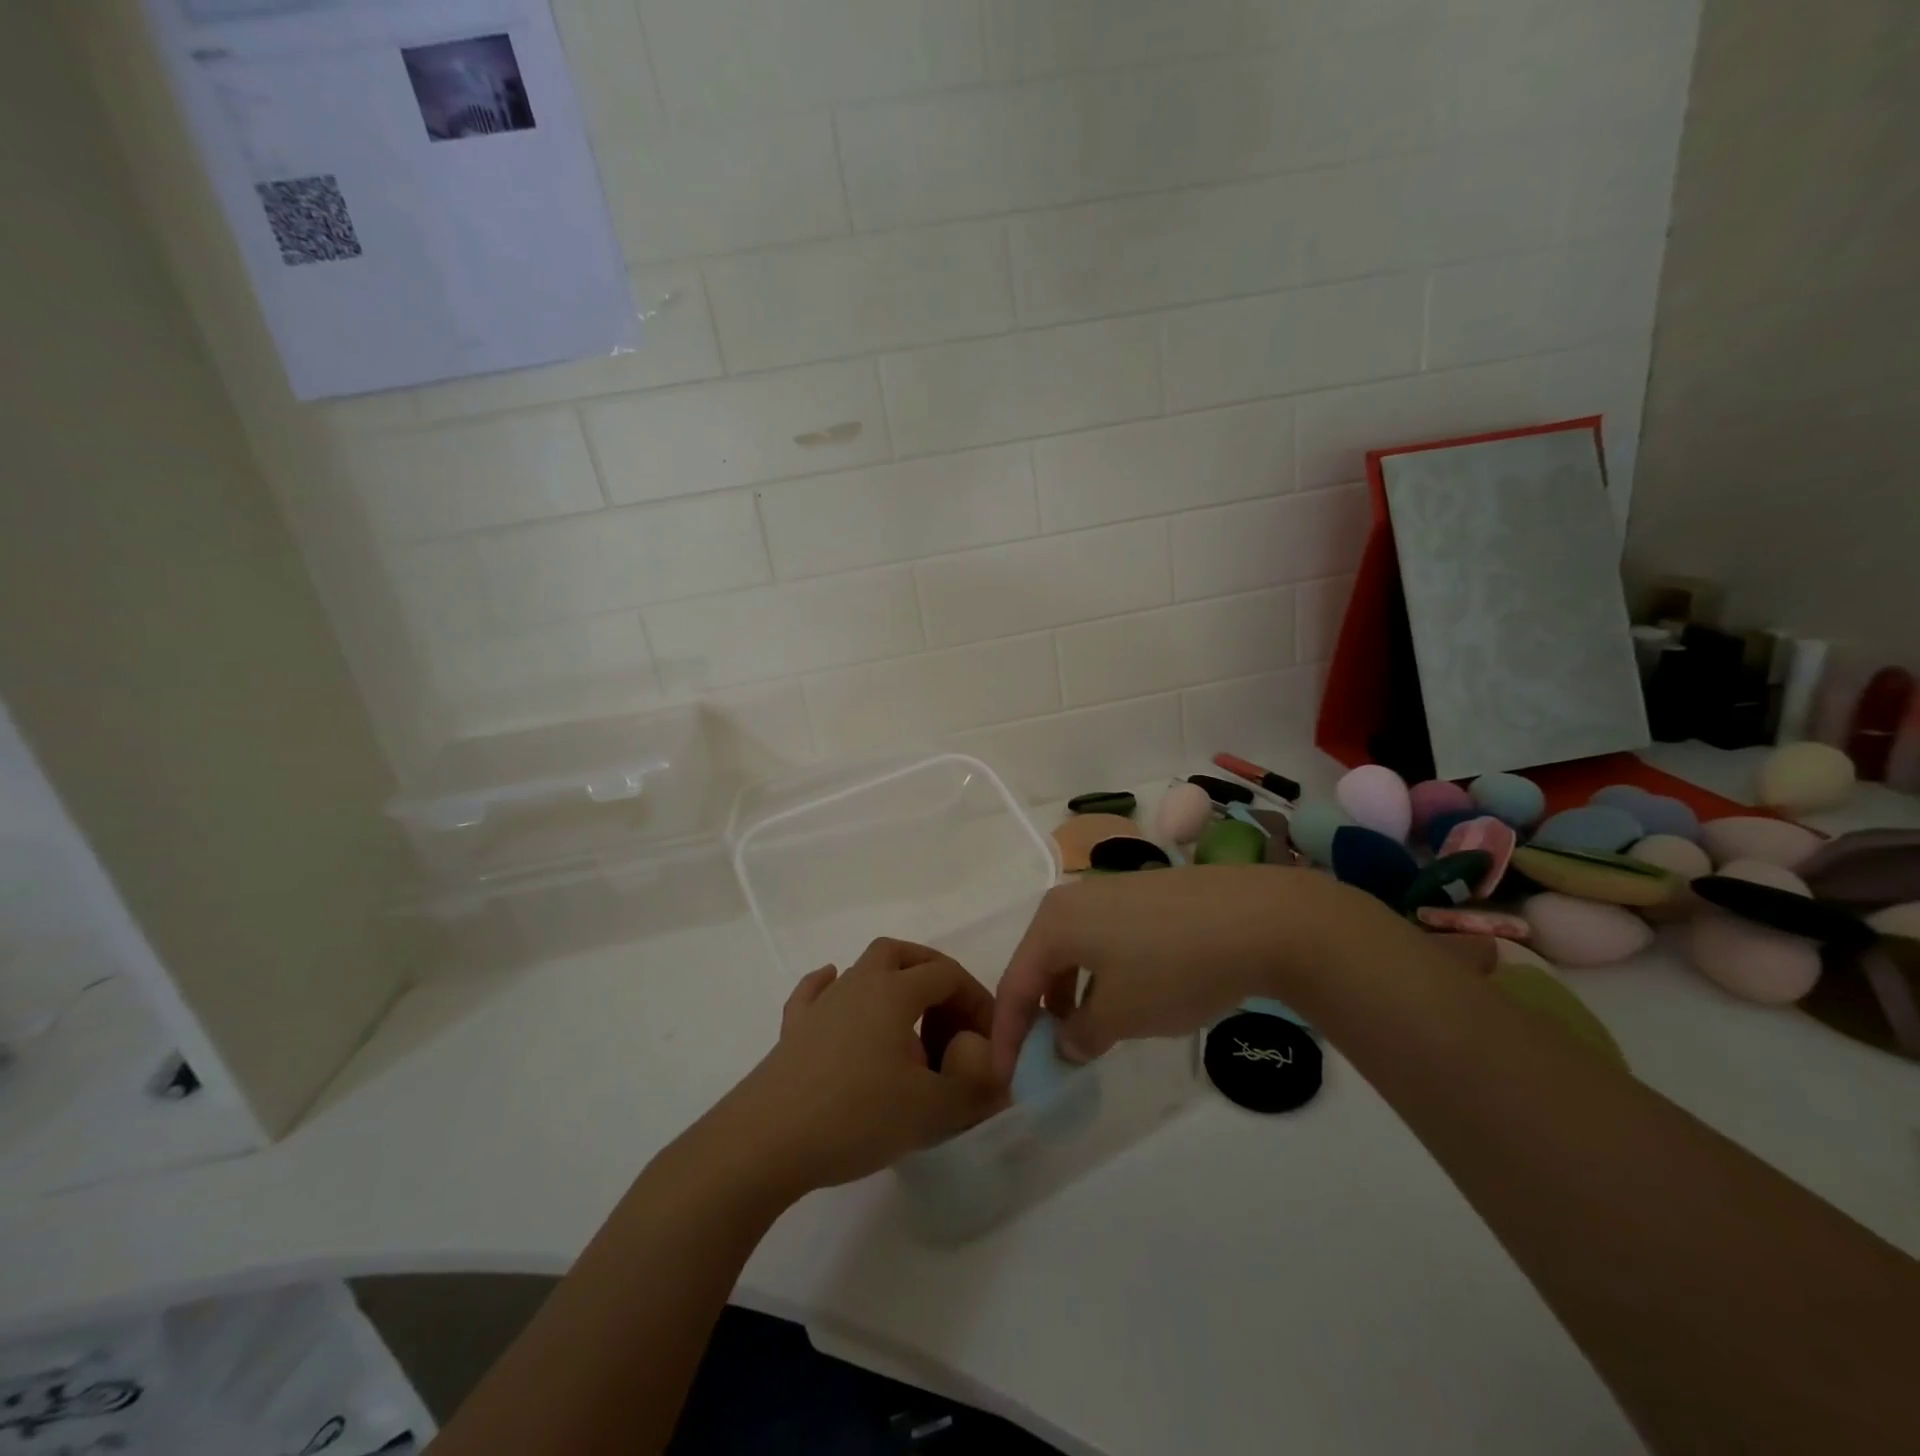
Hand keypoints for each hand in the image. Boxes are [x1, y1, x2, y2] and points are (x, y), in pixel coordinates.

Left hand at [719, 939, 1008, 1198]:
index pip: (947, 976)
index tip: (989, 1039)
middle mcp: (858, 984)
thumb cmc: (855, 1116)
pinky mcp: (793, 1030)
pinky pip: (816, 993)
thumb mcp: (930, 1111)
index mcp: (894, 992)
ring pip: (862, 968)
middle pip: (901, 954)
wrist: (765, 1142)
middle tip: (951, 1013)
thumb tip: (1001, 1081)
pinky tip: (838, 998)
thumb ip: (974, 1092)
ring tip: (909, 1022)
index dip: (976, 1000)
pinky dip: (833, 989)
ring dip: (892, 983)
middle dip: (933, 973)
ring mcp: (821, 1005)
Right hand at [990, 866, 1407, 1075]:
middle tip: (1049, 1057)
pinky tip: (1128, 998)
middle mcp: (1074, 899)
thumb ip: (1080, 1035)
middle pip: (1041, 963)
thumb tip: (1065, 1044)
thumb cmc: (1173, 969)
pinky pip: (1105, 939)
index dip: (1007, 1036)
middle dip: (1040, 1014)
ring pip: (1075, 951)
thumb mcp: (1120, 1015)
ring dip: (1073, 996)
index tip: (1009, 1079)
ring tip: (1090, 1034)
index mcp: (1054, 922)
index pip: (1015, 984)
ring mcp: (1111, 892)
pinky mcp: (1144, 894)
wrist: (1258, 918)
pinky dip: (1101, 975)